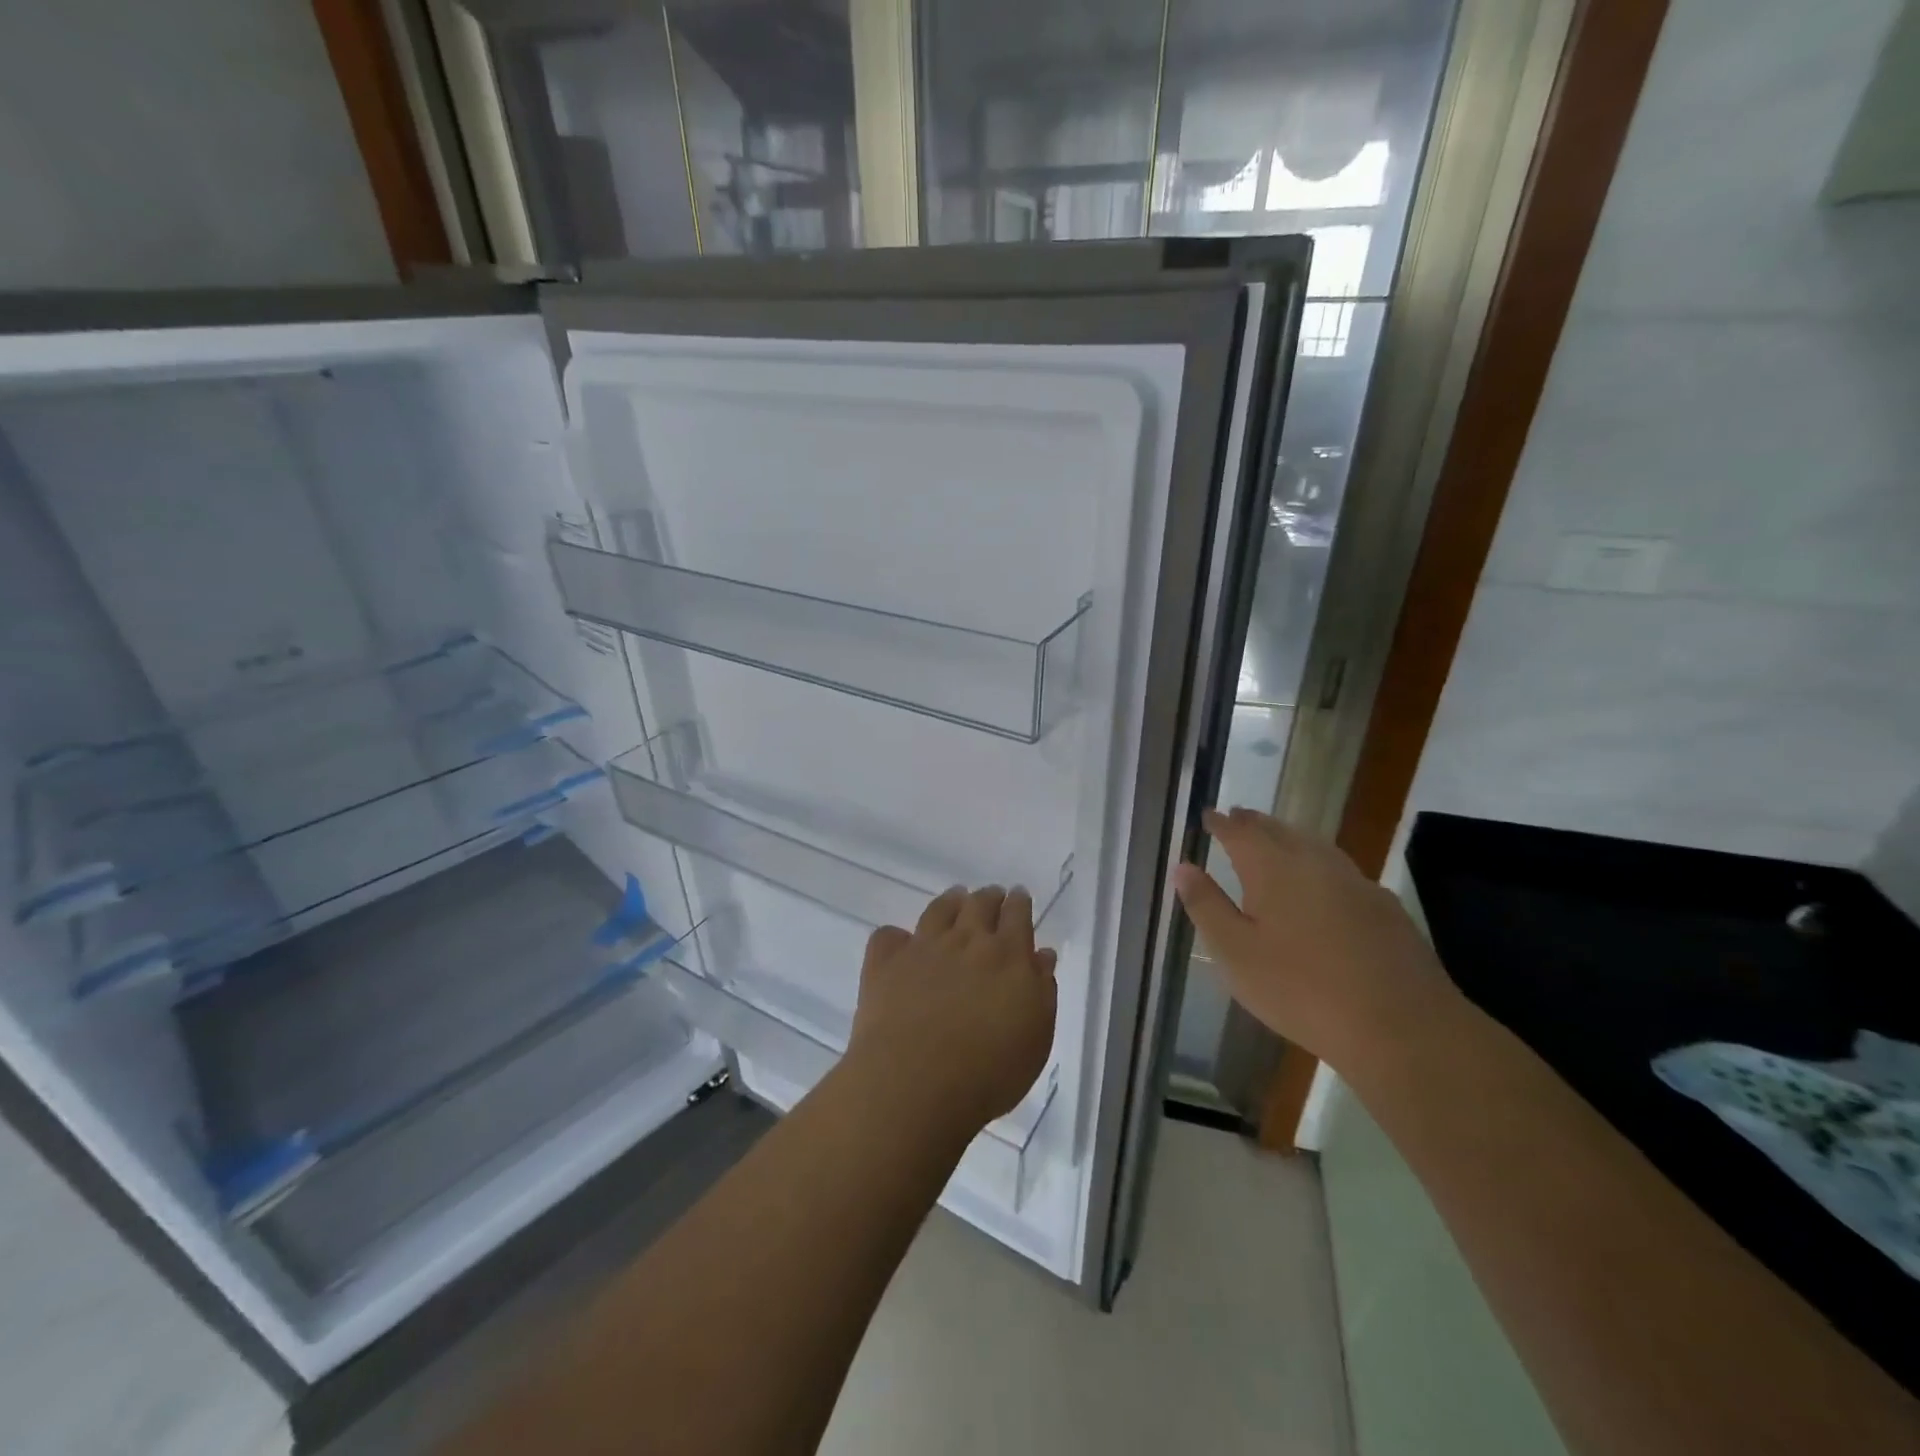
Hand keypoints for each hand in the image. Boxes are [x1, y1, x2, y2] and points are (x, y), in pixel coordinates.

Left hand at [846, 886, 1057, 1139]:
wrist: (916, 1083)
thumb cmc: (989, 1071)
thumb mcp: (1036, 1037)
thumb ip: (1042, 990)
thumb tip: (1041, 955)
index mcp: (1008, 955)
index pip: (1017, 915)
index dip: (1019, 903)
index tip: (1019, 897)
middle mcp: (966, 941)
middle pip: (979, 904)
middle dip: (989, 897)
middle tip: (992, 896)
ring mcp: (922, 948)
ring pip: (938, 910)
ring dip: (951, 901)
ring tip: (955, 899)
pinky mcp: (885, 963)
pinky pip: (889, 936)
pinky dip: (897, 936)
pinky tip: (900, 942)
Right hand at [1172, 808, 1458, 1071]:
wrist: (1401, 1027)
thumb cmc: (1301, 990)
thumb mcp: (1236, 953)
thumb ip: (1207, 906)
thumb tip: (1183, 866)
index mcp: (1273, 869)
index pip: (1240, 833)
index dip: (1221, 823)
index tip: (1207, 815)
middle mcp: (1315, 863)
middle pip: (1280, 831)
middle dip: (1256, 823)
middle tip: (1238, 816)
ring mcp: (1356, 883)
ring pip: (1315, 846)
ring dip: (1290, 837)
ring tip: (1275, 838)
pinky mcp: (1385, 908)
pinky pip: (1341, 869)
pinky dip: (1320, 863)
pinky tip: (1323, 883)